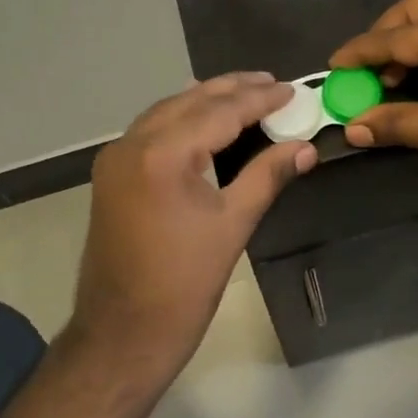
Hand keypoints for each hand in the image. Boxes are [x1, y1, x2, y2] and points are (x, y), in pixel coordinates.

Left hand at [69, 74, 316, 392]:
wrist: (121, 335)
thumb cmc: (184, 286)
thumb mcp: (233, 225)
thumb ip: (268, 176)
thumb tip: (306, 148)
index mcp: (163, 155)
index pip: (220, 111)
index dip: (260, 99)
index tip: (292, 90)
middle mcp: (132, 144)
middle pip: (190, 101)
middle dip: (233, 89)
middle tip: (272, 83)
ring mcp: (116, 158)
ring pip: (168, 110)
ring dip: (207, 99)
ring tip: (246, 93)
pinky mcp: (111, 174)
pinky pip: (152, 129)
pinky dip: (183, 118)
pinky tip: (206, 119)